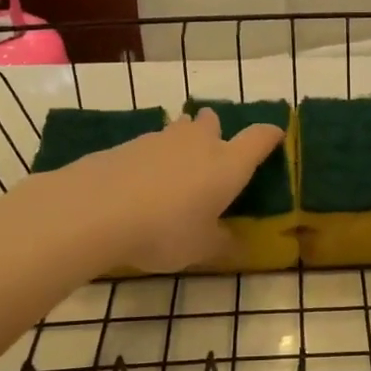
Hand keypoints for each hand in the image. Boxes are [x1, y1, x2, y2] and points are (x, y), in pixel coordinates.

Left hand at [26, 109, 284, 273]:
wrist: (95, 210)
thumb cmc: (164, 230)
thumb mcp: (201, 248)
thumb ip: (222, 244)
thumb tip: (237, 245)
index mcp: (228, 164)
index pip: (259, 138)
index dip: (270, 135)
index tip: (275, 136)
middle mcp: (198, 143)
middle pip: (212, 121)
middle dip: (215, 130)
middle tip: (212, 151)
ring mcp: (160, 139)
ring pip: (178, 130)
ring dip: (181, 141)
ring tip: (175, 169)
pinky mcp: (126, 145)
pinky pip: (149, 146)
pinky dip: (152, 159)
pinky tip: (141, 183)